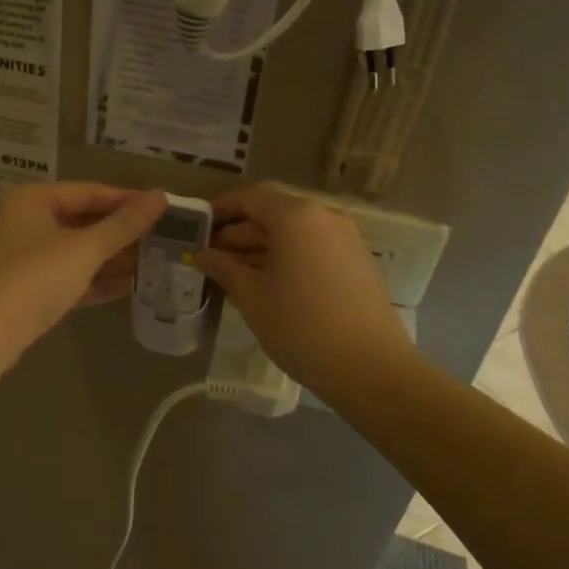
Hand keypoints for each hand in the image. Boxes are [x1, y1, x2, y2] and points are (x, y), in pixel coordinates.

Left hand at [0, 183, 167, 370]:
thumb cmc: (36, 278)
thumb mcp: (85, 249)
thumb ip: (124, 225)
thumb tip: (161, 196)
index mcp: (33, 199)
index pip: (89, 192)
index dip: (127, 200)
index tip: (164, 207)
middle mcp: (26, 221)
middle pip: (83, 220)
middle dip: (121, 232)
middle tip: (163, 237)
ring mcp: (25, 256)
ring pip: (77, 250)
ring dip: (112, 257)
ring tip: (155, 261)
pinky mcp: (28, 288)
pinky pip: (69, 275)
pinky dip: (96, 279)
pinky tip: (130, 286)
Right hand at [199, 184, 411, 394]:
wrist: (372, 370)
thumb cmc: (301, 326)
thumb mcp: (252, 296)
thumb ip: (223, 268)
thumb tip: (203, 255)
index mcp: (296, 216)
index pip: (249, 198)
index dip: (220, 210)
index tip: (197, 229)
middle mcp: (324, 217)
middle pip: (272, 214)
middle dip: (238, 233)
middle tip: (209, 258)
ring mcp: (345, 240)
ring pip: (292, 234)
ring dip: (260, 249)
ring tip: (230, 275)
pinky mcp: (357, 263)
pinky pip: (311, 249)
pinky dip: (285, 259)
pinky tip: (265, 286)